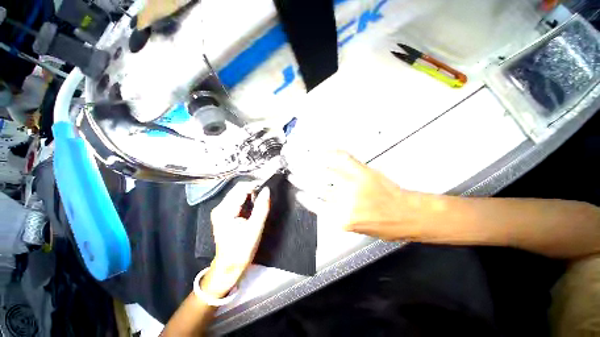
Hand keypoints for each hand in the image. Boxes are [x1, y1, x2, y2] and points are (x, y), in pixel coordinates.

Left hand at [202, 183, 270, 296]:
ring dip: (251, 195)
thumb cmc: (242, 249)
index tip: (266, 188)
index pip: (240, 188)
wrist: (229, 266)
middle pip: (238, 190)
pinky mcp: (224, 214)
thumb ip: (262, 207)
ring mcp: (221, 210)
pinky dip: (247, 200)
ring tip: (260, 201)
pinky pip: (237, 200)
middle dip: (253, 190)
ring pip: (238, 194)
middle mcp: (220, 207)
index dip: (254, 185)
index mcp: (224, 210)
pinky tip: (253, 206)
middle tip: (264, 196)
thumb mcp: (255, 228)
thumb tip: (267, 190)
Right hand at [287, 150, 422, 240]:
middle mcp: (345, 201)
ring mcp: (354, 184)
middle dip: (302, 179)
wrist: (406, 215)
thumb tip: (323, 205)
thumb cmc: (384, 226)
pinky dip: (333, 153)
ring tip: (302, 161)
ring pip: (327, 171)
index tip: (298, 193)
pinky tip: (323, 151)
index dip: (304, 198)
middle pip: (318, 187)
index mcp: (342, 218)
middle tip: (293, 174)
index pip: (315, 205)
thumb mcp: (357, 228)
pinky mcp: (363, 172)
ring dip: (312, 166)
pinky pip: (344, 158)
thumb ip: (338, 216)